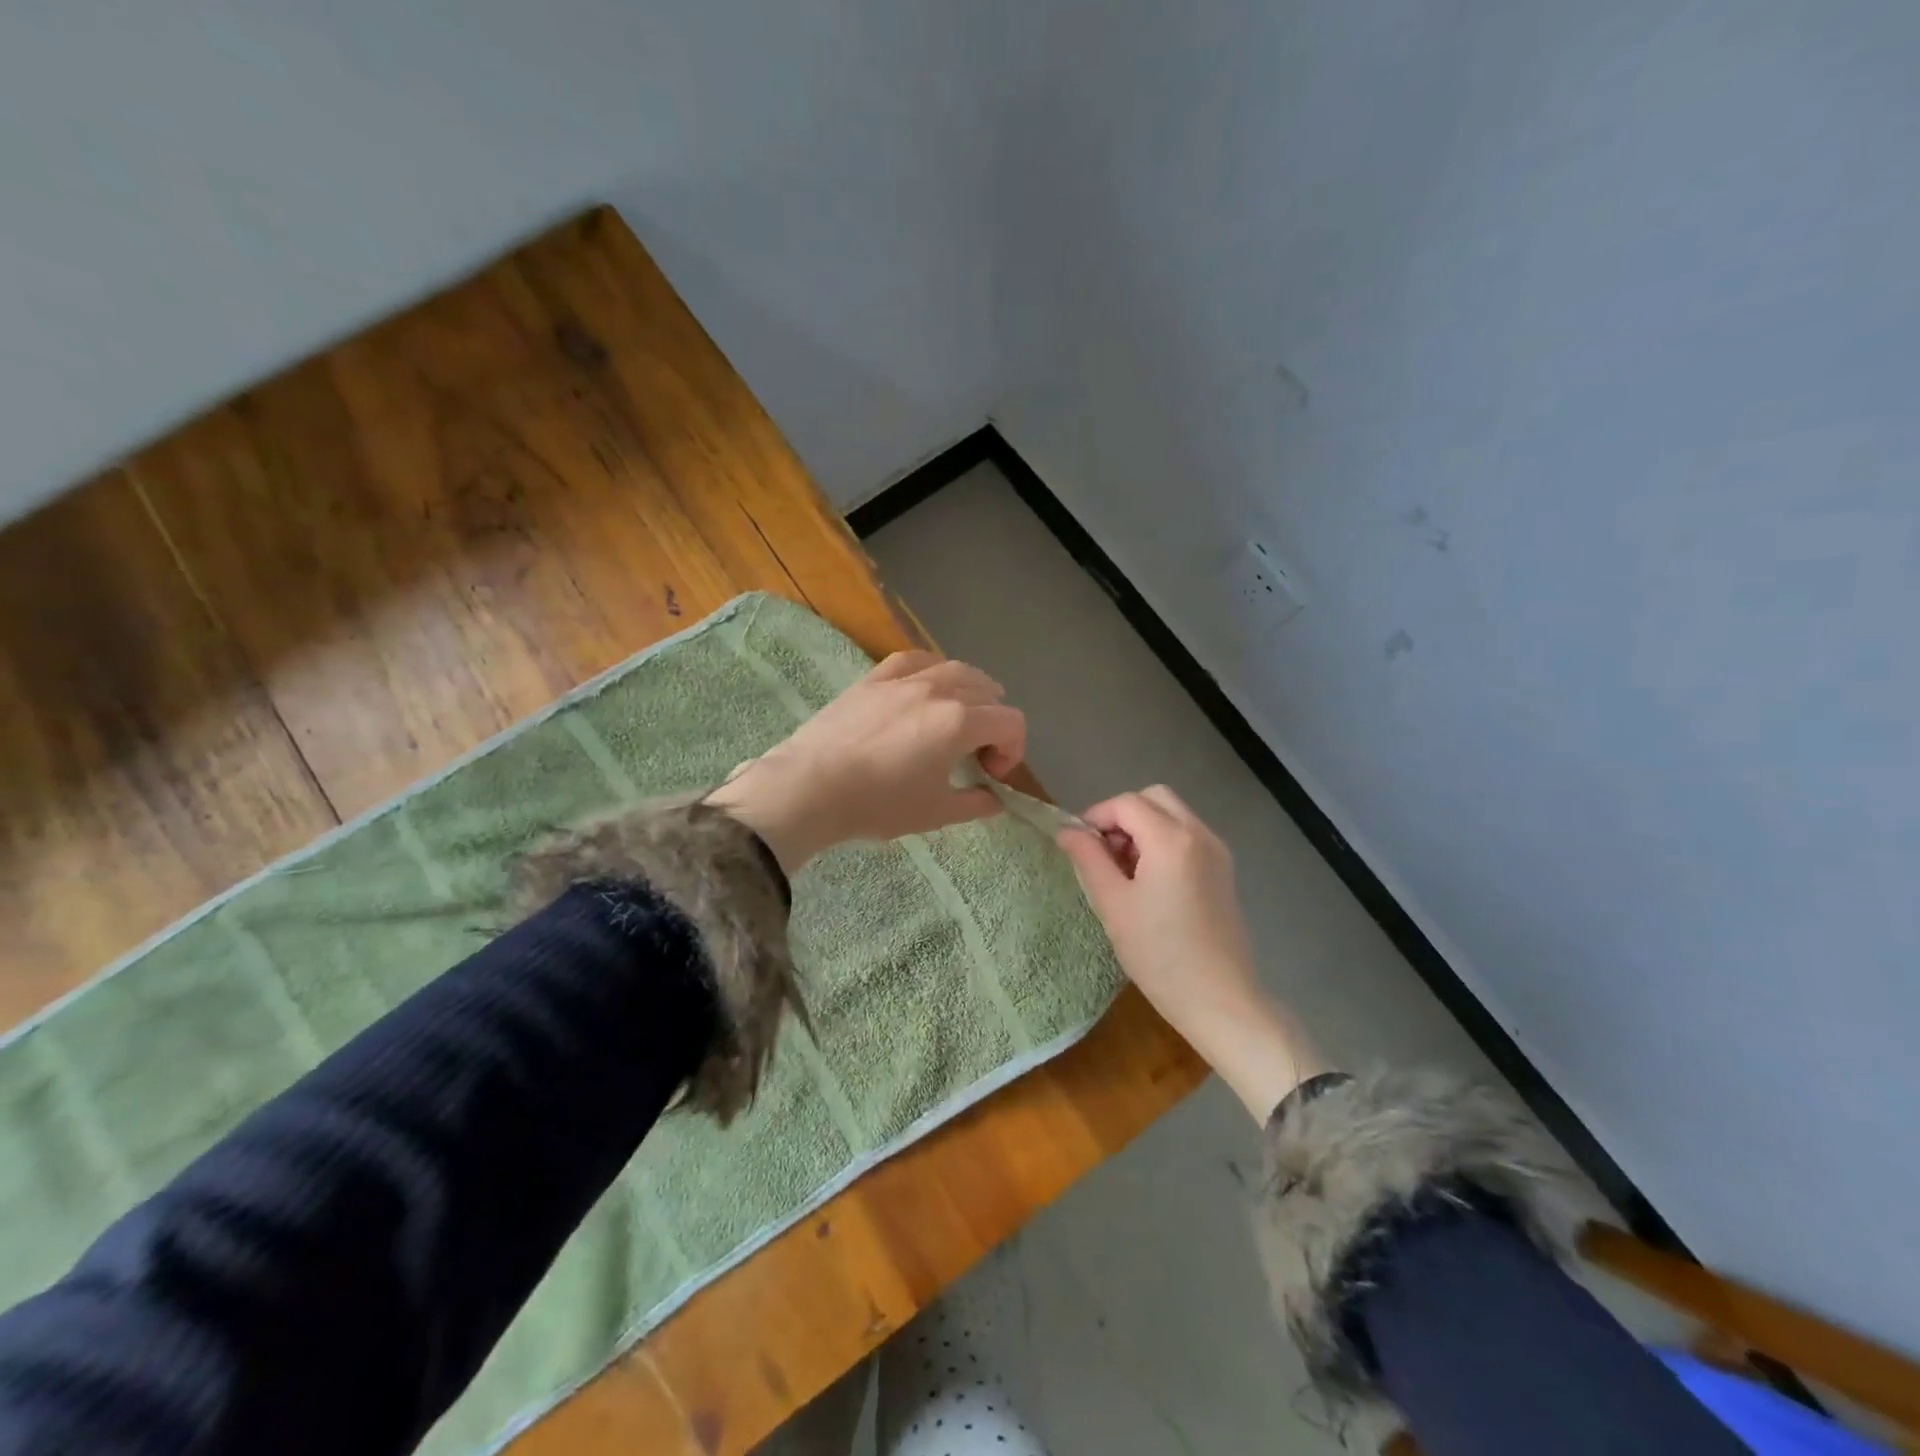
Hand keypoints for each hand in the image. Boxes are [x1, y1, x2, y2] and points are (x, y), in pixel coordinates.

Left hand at [706, 651, 1025, 871]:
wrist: (811, 788)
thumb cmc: (878, 804)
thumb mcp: (935, 813)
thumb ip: (975, 803)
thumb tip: (995, 799)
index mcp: (960, 722)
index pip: (1010, 722)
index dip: (1013, 749)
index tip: (993, 774)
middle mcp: (939, 690)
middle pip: (988, 691)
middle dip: (994, 721)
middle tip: (977, 753)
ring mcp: (904, 679)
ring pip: (955, 668)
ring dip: (971, 690)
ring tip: (960, 714)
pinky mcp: (875, 678)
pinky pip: (915, 659)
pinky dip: (932, 670)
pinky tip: (927, 685)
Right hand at [1057, 786, 1326, 1121]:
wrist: (1221, 1000)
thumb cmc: (1159, 954)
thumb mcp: (1113, 904)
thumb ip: (1088, 859)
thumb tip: (1066, 831)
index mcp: (1172, 839)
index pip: (1126, 803)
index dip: (1096, 816)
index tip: (1078, 845)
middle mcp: (1199, 834)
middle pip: (1153, 798)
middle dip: (1122, 816)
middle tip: (1103, 853)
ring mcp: (1217, 851)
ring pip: (1172, 815)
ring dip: (1143, 828)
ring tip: (1124, 871)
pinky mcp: (1224, 870)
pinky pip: (1187, 836)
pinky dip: (1163, 842)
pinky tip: (1150, 882)